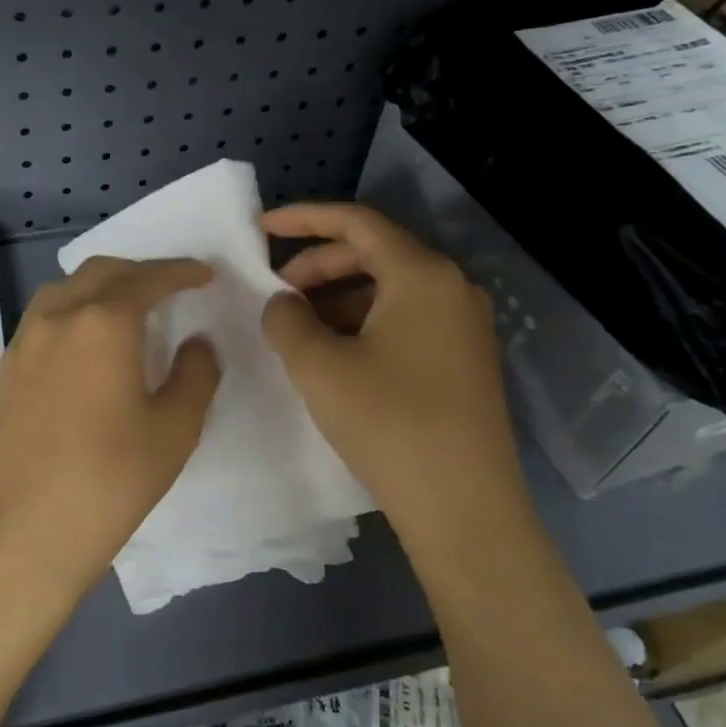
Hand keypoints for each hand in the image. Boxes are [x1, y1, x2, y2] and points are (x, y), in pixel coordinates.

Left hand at [0, 256, 221, 621]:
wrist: (20, 533)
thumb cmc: (109, 481)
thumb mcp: (174, 430)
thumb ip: (195, 374)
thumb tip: (197, 343)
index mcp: (103, 322)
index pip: (148, 279)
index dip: (181, 272)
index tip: (204, 275)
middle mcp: (58, 318)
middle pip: (101, 273)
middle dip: (139, 272)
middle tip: (169, 288)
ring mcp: (22, 343)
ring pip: (64, 291)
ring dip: (100, 287)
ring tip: (124, 310)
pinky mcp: (2, 371)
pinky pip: (41, 322)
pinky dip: (71, 315)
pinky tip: (81, 349)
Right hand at [260, 202, 526, 537]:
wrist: (464, 507)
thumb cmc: (389, 423)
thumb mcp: (318, 366)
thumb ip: (287, 319)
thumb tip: (284, 302)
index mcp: (422, 274)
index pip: (357, 222)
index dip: (303, 219)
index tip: (260, 227)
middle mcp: (452, 288)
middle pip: (374, 254)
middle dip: (318, 265)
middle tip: (277, 291)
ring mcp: (464, 325)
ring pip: (388, 290)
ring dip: (337, 298)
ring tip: (299, 331)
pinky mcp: (464, 359)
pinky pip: (405, 320)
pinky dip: (363, 324)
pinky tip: (336, 356)